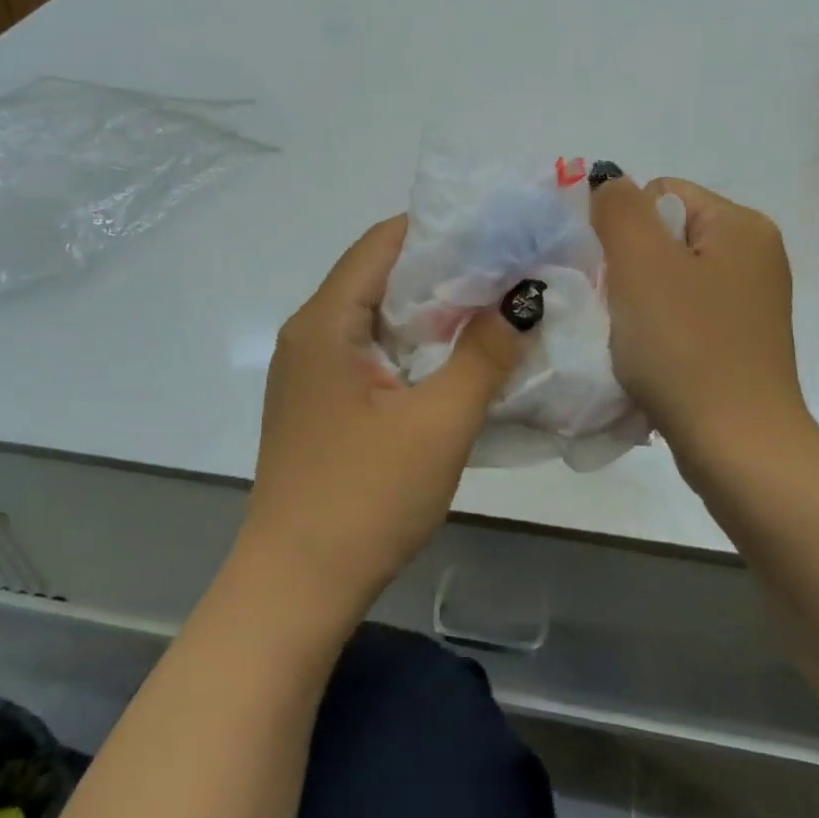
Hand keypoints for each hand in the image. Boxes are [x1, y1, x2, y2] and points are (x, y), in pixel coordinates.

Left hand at [239, 216, 527, 618]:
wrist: (296, 589)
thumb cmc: (365, 499)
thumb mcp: (439, 423)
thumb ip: (484, 353)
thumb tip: (523, 296)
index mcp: (325, 322)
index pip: (383, 242)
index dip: (441, 229)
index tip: (499, 231)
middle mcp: (310, 334)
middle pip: (380, 276)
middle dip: (445, 269)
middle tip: (511, 270)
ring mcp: (311, 372)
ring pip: (378, 317)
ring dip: (433, 312)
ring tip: (496, 309)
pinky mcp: (321, 404)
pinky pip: (372, 353)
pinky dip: (415, 347)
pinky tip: (457, 361)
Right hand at [592, 177, 818, 486]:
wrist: (737, 448)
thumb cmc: (686, 347)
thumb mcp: (641, 262)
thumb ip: (618, 208)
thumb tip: (609, 183)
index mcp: (742, 225)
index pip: (659, 194)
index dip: (623, 230)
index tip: (617, 278)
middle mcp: (755, 255)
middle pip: (664, 237)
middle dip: (629, 269)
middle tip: (620, 311)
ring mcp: (751, 302)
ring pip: (668, 280)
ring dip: (639, 304)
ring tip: (633, 340)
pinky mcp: (741, 342)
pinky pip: (684, 316)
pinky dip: (659, 332)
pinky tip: (652, 360)